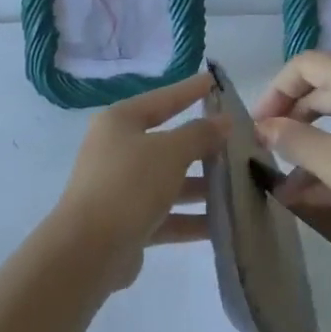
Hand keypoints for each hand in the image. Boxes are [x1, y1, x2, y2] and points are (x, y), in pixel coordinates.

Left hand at [49, 72, 226, 290]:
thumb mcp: (169, 152)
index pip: (161, 100)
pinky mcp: (129, 222)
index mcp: (120, 123)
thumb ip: (199, 134)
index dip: (189, 90)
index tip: (214, 81)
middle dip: (204, 146)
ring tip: (242, 185)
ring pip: (170, 181)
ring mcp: (122, 188)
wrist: (88, 250)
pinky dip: (193, 218)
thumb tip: (223, 121)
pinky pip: (167, 215)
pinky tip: (225, 224)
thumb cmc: (128, 185)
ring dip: (203, 186)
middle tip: (241, 142)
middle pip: (168, 143)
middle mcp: (118, 151)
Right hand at [251, 51, 330, 246]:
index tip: (256, 128)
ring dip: (314, 152)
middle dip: (292, 125)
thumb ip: (295, 142)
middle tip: (268, 157)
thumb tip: (264, 127)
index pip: (303, 66)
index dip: (274, 92)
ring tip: (288, 191)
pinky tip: (322, 198)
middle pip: (322, 93)